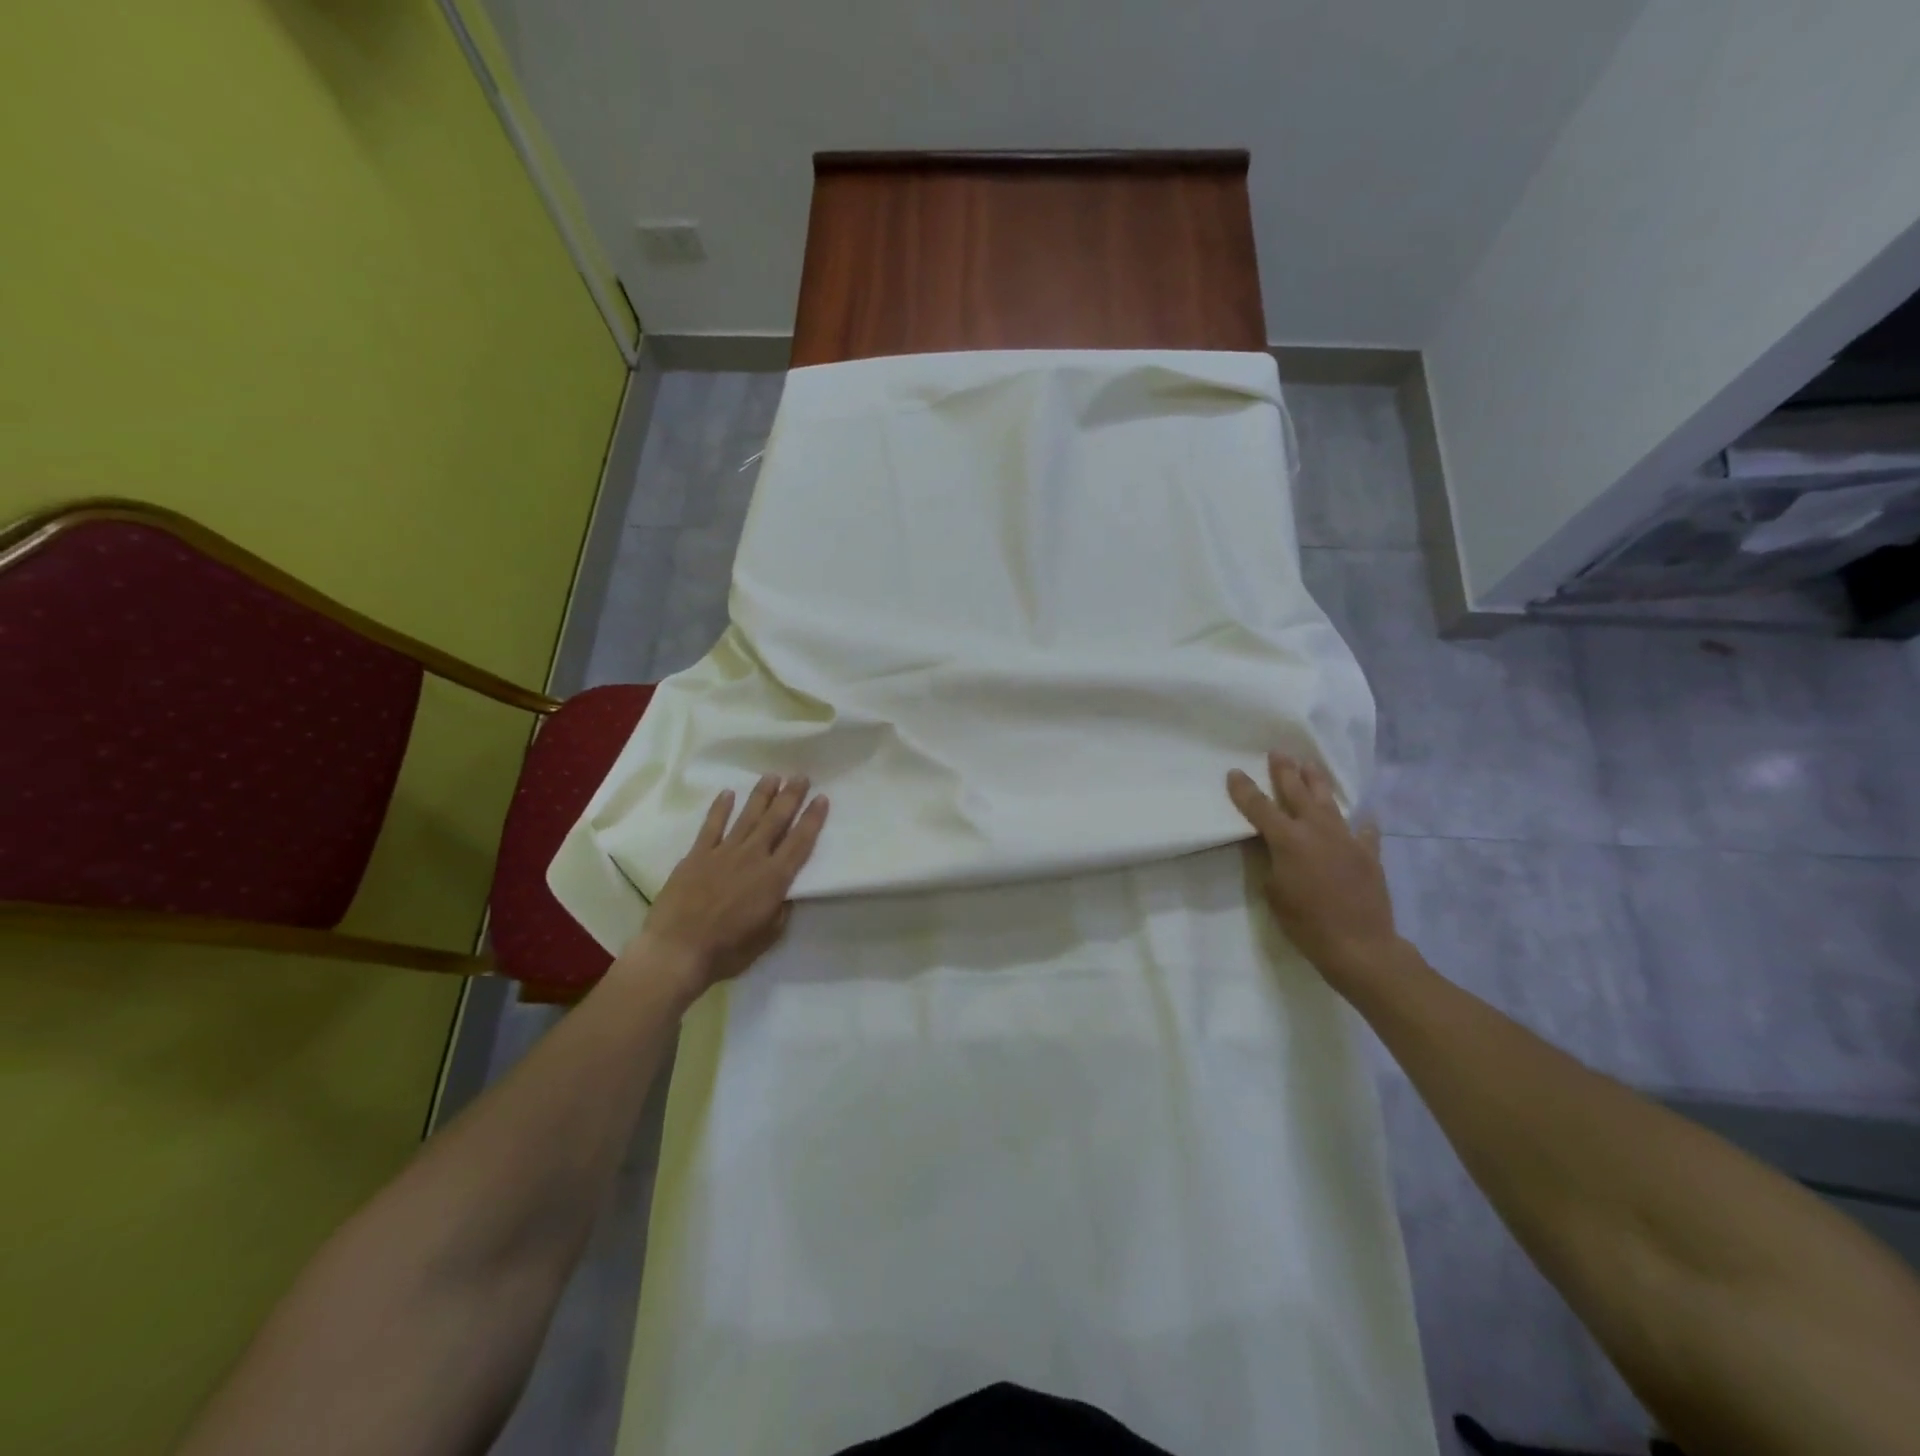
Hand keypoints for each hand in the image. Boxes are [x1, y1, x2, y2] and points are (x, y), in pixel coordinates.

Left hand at [617, 775, 828, 1000]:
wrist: (677, 951)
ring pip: (747, 816)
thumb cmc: (727, 950)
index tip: (822, 798)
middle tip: (801, 776)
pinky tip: (727, 793)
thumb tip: (784, 893)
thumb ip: (779, 910)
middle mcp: (753, 858)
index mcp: (774, 879)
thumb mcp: (767, 937)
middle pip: (775, 820)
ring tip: (773, 776)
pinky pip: (712, 826)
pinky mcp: (697, 855)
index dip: (812, 819)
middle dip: (790, 797)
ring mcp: (723, 853)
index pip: (800, 842)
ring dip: (762, 795)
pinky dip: (720, 808)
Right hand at [1227, 752, 1402, 990]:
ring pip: (1330, 802)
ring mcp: (1346, 840)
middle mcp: (1317, 831)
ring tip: (1310, 765)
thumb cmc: (1306, 922)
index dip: (1244, 790)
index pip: (1260, 807)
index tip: (1234, 772)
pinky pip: (1364, 832)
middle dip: (1285, 771)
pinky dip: (1360, 824)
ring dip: (1317, 782)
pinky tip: (1364, 817)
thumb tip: (1272, 848)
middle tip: (1278, 753)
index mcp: (1288, 840)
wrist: (1360, 945)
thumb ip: (1271, 862)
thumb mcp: (1273, 892)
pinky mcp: (1369, 854)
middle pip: (1297, 793)